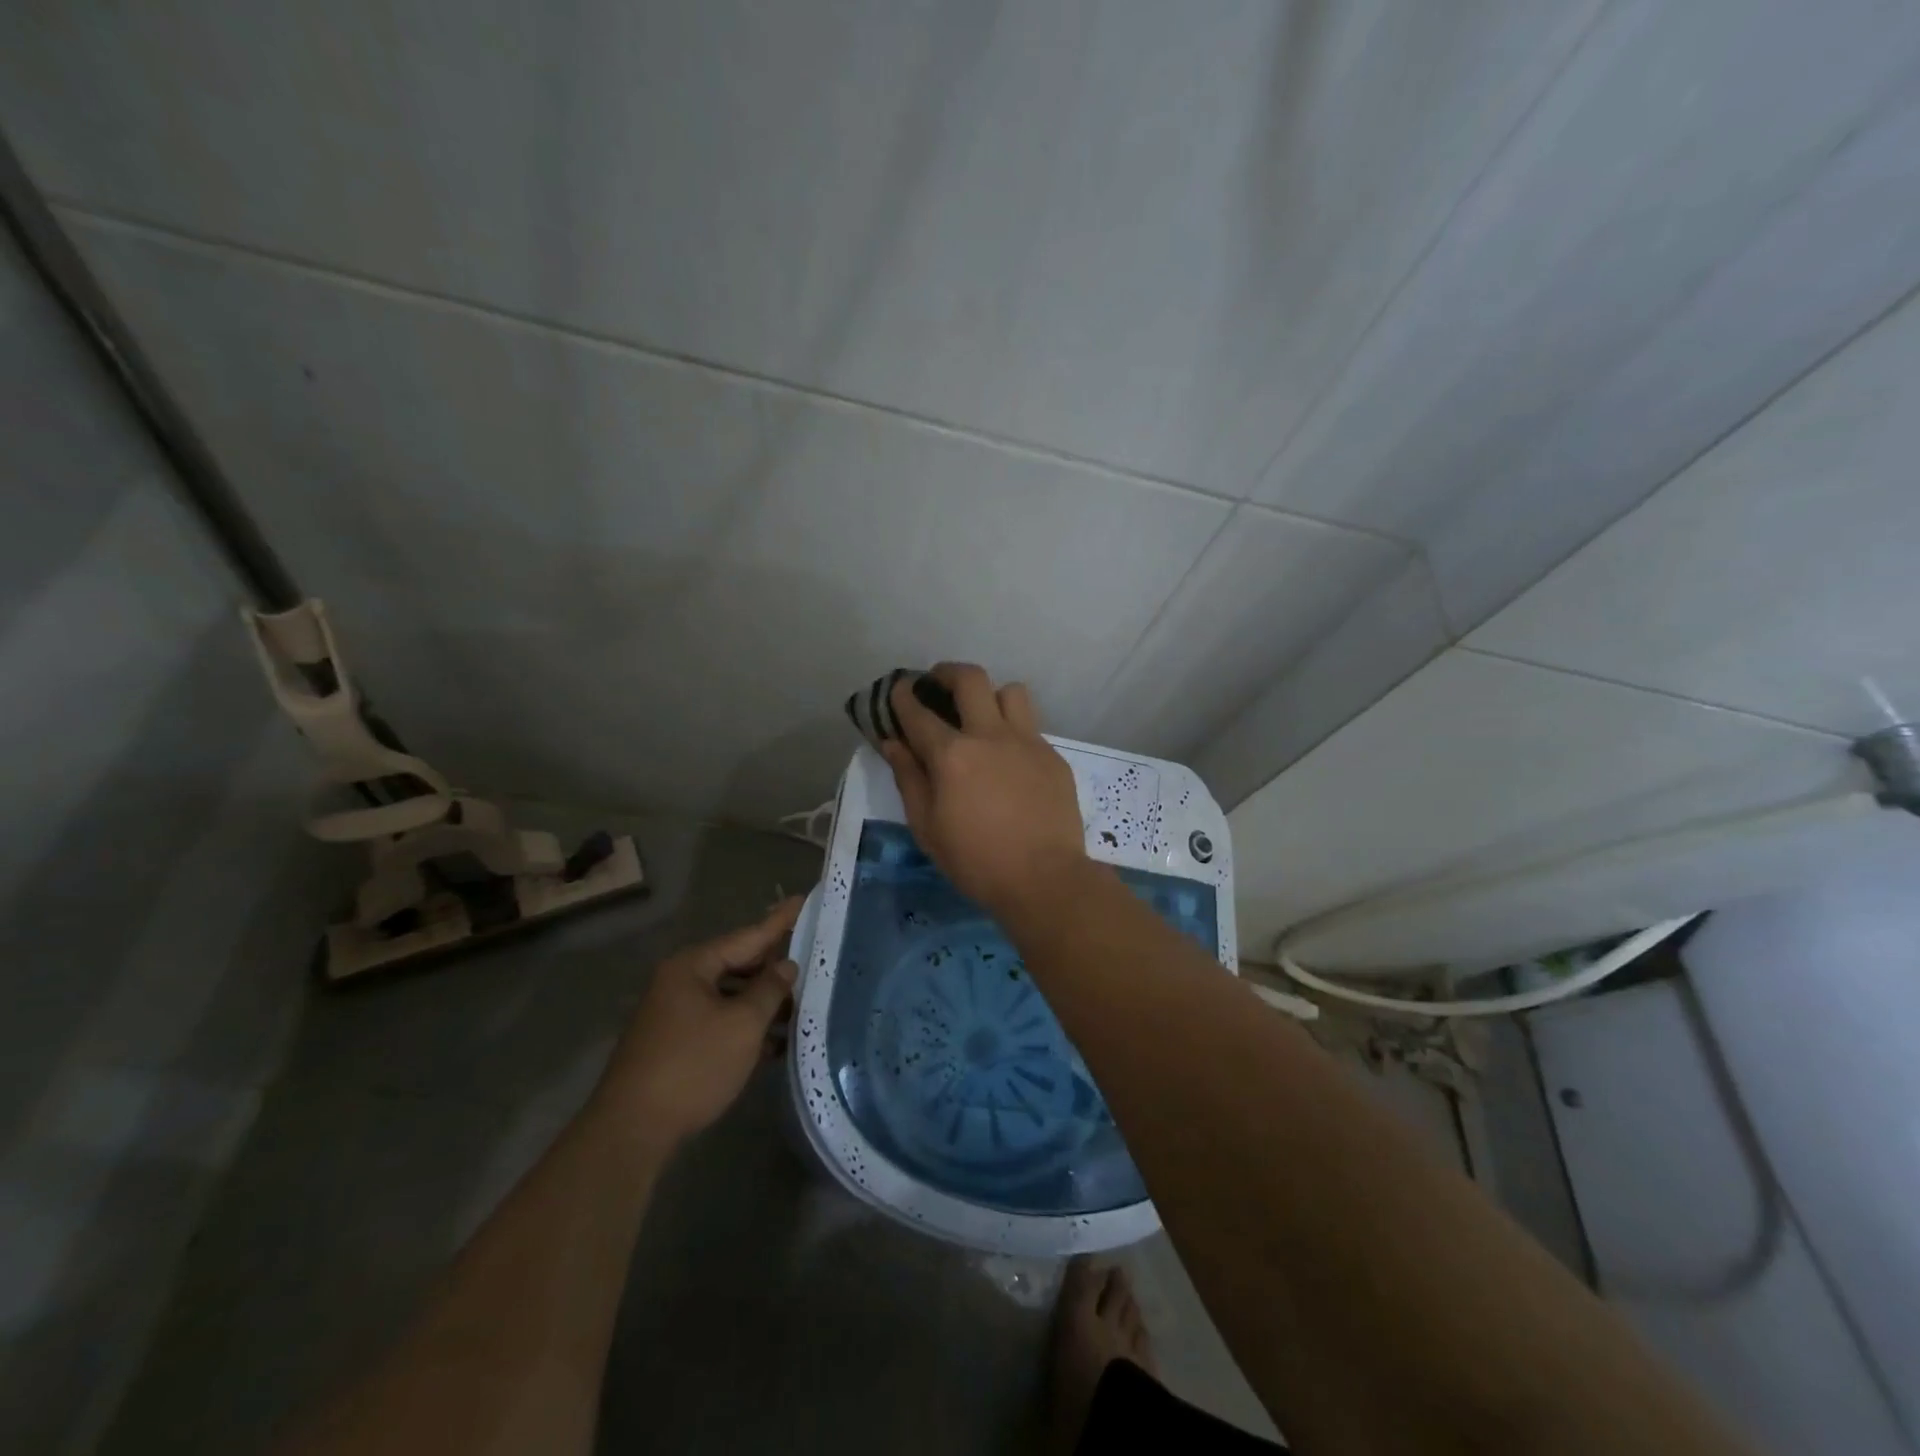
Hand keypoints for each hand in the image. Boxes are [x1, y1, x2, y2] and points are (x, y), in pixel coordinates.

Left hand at [598, 898, 801, 1145]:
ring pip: (730, 995)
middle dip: (774, 967)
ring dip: (763, 1002)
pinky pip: (719, 1020)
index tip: (803, 899)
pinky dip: (745, 1026)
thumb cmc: (693, 1066)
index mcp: (693, 966)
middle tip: (812, 958)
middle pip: (738, 964)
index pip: (748, 936)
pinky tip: (775, 1042)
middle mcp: (680, 981)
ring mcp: (674, 1013)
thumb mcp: (742, 1024)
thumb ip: (769, 990)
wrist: (632, 1131)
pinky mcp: (675, 1042)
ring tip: (802, 1006)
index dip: (780, 921)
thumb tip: (786, 966)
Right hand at [880, 663, 1088, 918]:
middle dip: (947, 672)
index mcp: (953, 755)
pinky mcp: (1053, 756)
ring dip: (990, 696)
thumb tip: (893, 743)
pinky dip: (1013, 731)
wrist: (1044, 880)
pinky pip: (1031, 726)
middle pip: (970, 679)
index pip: (919, 712)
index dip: (903, 697)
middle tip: (938, 684)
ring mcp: (1028, 742)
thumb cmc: (975, 861)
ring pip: (1010, 692)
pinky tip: (1008, 760)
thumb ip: (909, 778)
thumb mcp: (927, 827)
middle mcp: (991, 735)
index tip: (899, 690)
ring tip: (981, 716)